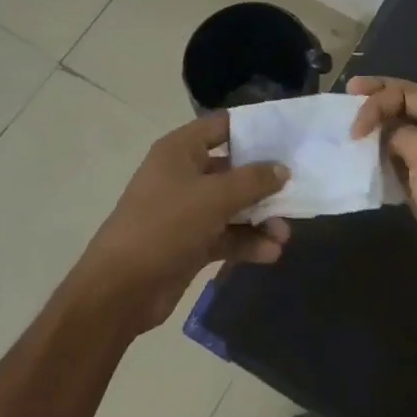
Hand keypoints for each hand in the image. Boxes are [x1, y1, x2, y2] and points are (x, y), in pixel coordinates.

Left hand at [70, 111, 291, 334]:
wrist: (120, 290)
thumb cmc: (165, 226)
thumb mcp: (214, 197)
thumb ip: (253, 181)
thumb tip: (282, 169)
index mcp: (180, 151)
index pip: (222, 126)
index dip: (255, 129)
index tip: (289, 137)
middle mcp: (183, 175)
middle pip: (233, 169)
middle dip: (265, 183)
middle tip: (296, 191)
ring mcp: (186, 211)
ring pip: (233, 206)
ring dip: (260, 219)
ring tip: (284, 235)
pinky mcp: (190, 243)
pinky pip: (226, 235)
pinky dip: (247, 242)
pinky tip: (270, 253)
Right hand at [348, 76, 416, 308]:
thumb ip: (399, 132)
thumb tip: (381, 133)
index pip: (407, 92)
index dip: (377, 100)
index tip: (354, 127)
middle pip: (402, 106)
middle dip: (375, 102)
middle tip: (345, 96)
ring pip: (396, 133)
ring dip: (373, 131)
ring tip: (346, 129)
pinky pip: (395, 160)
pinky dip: (377, 157)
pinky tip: (359, 158)